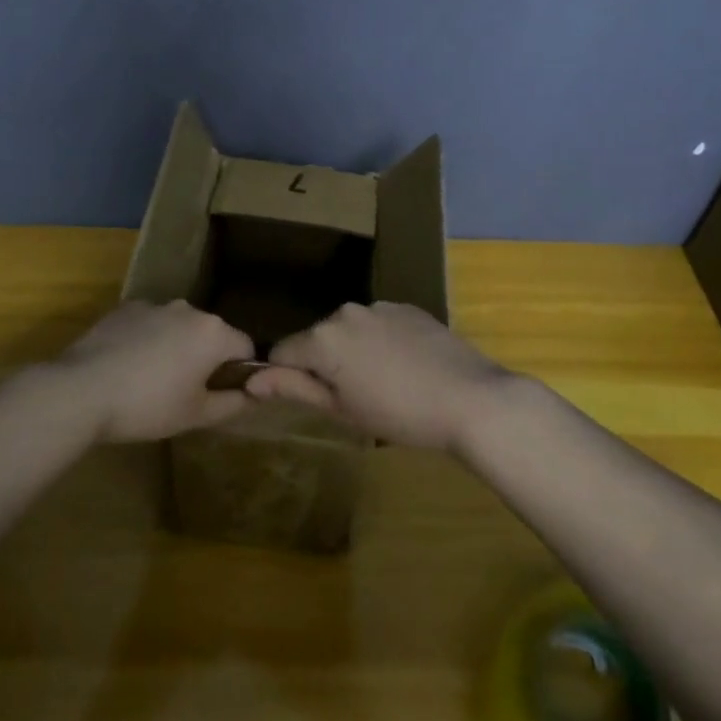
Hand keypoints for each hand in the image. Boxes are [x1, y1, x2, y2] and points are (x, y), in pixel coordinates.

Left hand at [53, 300, 254, 443]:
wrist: (82, 390)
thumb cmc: (147, 406)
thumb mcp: (196, 415)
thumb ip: (233, 403)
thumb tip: (254, 394)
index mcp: (213, 333)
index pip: (245, 348)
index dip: (239, 373)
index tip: (218, 395)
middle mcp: (188, 309)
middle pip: (211, 334)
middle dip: (205, 358)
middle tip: (185, 393)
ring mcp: (154, 304)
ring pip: (178, 327)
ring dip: (175, 347)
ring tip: (151, 380)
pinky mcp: (125, 308)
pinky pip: (149, 323)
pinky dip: (147, 340)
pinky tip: (127, 366)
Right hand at [246, 302, 513, 451]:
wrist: (471, 398)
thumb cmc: (399, 414)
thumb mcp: (342, 409)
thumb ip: (294, 388)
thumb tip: (249, 379)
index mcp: (323, 337)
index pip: (283, 351)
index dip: (288, 377)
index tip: (312, 400)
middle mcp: (345, 311)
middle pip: (317, 338)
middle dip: (324, 364)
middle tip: (353, 400)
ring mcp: (379, 306)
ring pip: (349, 330)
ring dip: (353, 352)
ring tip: (384, 385)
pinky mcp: (407, 307)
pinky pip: (378, 324)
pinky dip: (380, 342)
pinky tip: (406, 367)